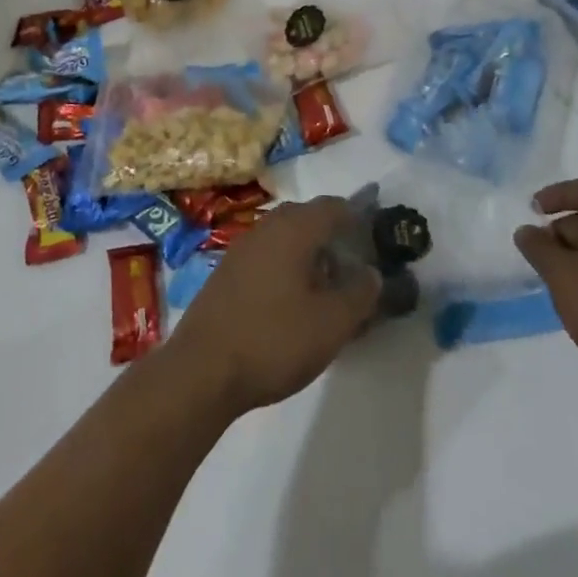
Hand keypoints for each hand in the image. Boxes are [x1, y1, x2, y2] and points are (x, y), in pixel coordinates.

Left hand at [167, 197, 381, 417]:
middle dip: (333, 237)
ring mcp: (242, 248)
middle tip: (353, 266)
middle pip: (307, 218)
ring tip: (326, 288)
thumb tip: (371, 272)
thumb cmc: (274, 340)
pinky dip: (285, 267)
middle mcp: (266, 227)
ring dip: (308, 253)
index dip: (358, 217)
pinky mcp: (226, 272)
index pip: (333, 206)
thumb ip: (360, 293)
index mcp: (294, 228)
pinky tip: (291, 302)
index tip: (375, 238)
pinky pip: (266, 256)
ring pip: (285, 237)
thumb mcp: (331, 324)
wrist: (202, 370)